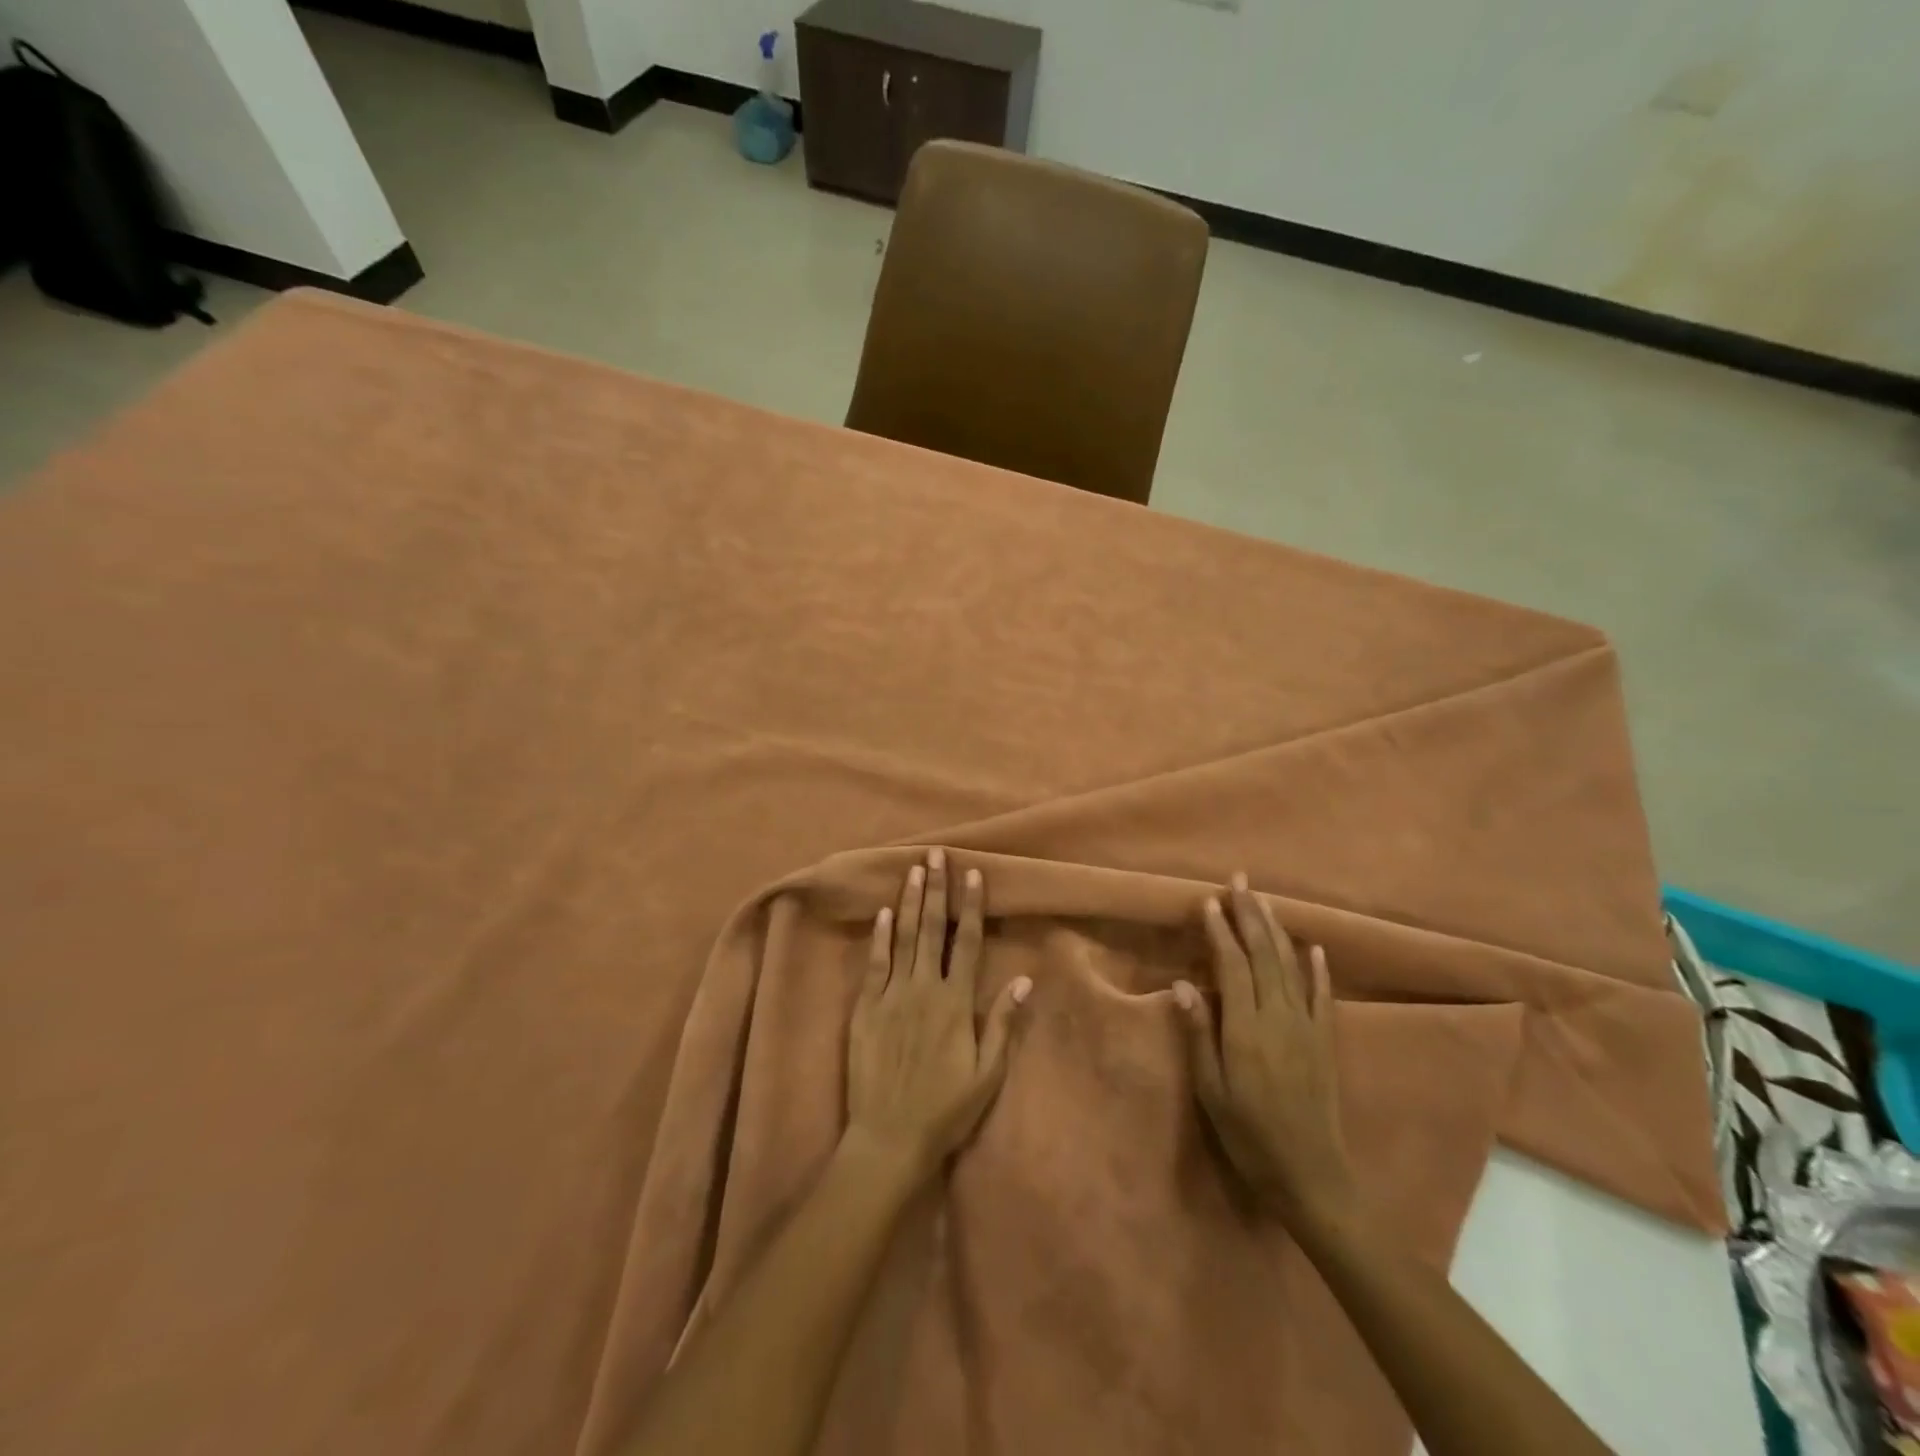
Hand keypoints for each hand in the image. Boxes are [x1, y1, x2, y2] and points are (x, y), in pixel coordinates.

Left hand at [846, 850, 1030, 1181]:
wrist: (889, 1137)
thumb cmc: (945, 1109)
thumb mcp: (986, 1074)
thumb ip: (1003, 1023)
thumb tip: (1024, 979)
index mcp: (955, 1003)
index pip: (967, 943)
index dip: (972, 907)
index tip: (974, 874)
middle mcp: (923, 989)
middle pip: (932, 929)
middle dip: (937, 889)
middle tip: (938, 855)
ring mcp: (891, 996)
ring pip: (903, 937)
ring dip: (909, 901)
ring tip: (913, 869)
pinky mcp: (865, 1008)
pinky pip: (874, 963)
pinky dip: (879, 936)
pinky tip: (883, 912)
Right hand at [1174, 874, 1357, 1233]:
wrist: (1312, 1177)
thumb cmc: (1249, 1135)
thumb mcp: (1211, 1091)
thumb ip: (1199, 1034)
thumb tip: (1182, 984)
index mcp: (1246, 1029)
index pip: (1232, 966)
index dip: (1221, 931)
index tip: (1209, 901)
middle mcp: (1279, 1018)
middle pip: (1264, 955)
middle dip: (1250, 915)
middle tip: (1240, 882)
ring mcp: (1308, 1029)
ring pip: (1291, 967)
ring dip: (1277, 930)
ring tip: (1265, 901)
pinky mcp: (1326, 1043)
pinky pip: (1323, 997)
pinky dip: (1318, 970)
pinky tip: (1314, 948)